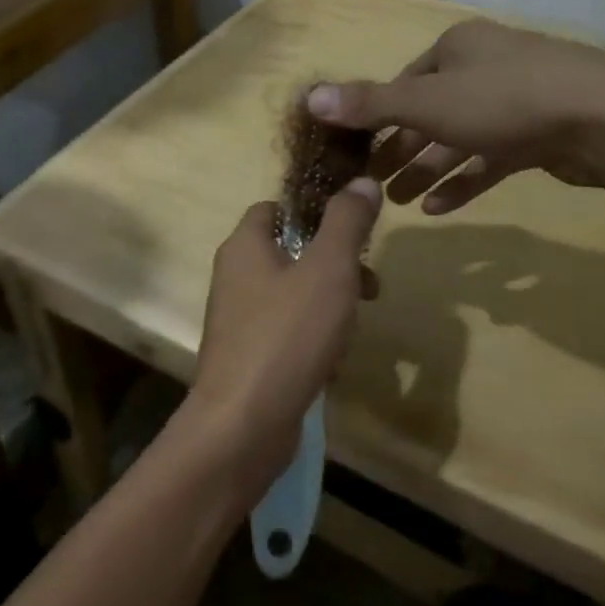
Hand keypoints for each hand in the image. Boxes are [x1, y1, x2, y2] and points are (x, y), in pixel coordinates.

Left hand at [183, 178, 381, 499]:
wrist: (243, 424)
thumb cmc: (287, 335)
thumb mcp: (328, 269)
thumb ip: (347, 222)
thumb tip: (362, 181)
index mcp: (244, 245)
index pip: (276, 207)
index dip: (315, 212)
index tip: (353, 230)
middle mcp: (234, 276)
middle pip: (290, 252)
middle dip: (334, 265)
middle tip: (370, 285)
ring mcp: (238, 319)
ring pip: (293, 294)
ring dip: (329, 305)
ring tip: (354, 327)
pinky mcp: (247, 356)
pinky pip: (286, 332)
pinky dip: (313, 339)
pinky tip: (333, 361)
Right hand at [306, 19, 604, 212]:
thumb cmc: (505, 100)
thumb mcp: (427, 102)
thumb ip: (369, 104)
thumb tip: (308, 98)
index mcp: (457, 47)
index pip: (405, 82)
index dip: (377, 117)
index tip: (357, 151)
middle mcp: (485, 66)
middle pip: (430, 112)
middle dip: (400, 149)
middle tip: (373, 185)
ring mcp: (516, 100)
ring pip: (460, 138)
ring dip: (428, 169)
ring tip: (400, 203)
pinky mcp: (540, 133)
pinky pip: (492, 158)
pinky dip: (465, 180)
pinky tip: (441, 208)